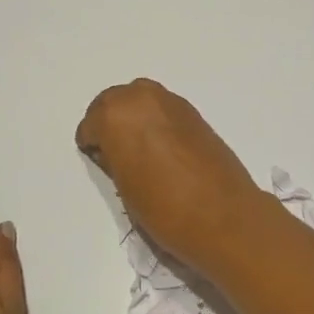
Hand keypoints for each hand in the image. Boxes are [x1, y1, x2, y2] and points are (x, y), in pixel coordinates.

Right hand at [76, 78, 274, 277]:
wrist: (222, 216)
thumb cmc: (164, 209)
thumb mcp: (124, 187)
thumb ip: (114, 159)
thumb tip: (116, 151)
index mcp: (116, 115)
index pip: (91, 123)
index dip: (93, 144)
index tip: (101, 161)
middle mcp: (142, 97)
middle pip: (115, 101)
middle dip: (111, 122)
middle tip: (116, 153)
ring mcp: (172, 102)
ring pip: (141, 100)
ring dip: (135, 118)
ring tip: (140, 150)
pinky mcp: (195, 112)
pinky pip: (164, 109)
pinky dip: (157, 121)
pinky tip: (163, 148)